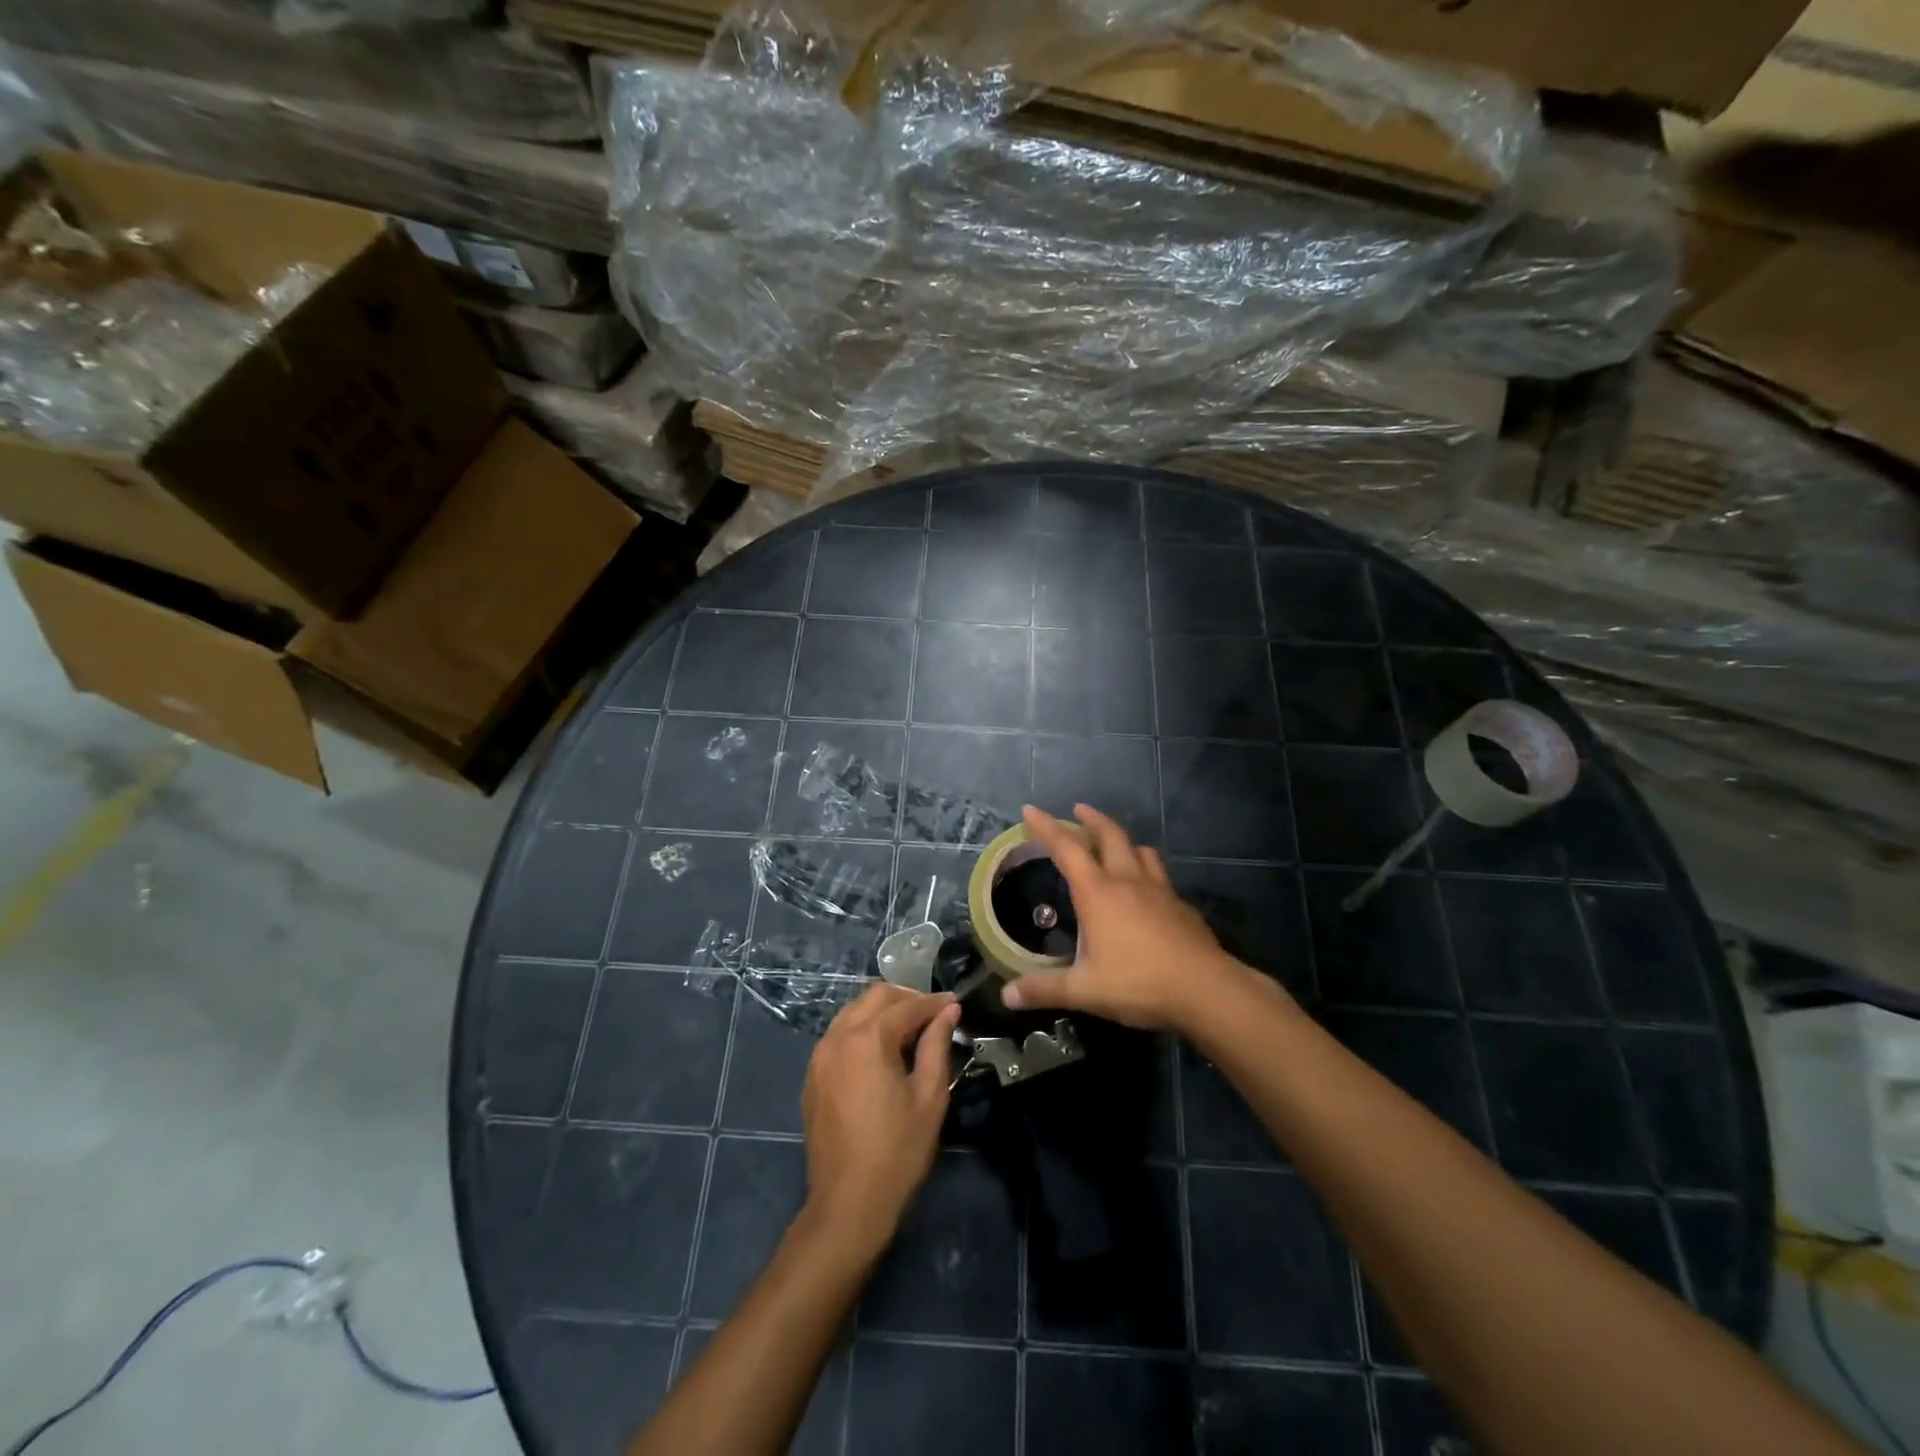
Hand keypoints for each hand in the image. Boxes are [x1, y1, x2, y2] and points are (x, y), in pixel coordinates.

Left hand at [800, 984, 960, 1252]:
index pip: (906, 1006)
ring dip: (882, 1011)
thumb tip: (948, 1011)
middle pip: (875, 996)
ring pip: (853, 1011)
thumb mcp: (929, 1096)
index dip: (934, 1003)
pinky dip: (862, 1029)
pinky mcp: (812, 1075)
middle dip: (906, 998)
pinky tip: (881, 1051)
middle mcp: (838, 1036)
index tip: (955, 1004)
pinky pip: (839, 1034)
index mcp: (868, 1039)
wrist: (848, 1203)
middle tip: (933, 1014)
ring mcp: (819, 1055)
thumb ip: (937, 1044)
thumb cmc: (897, 1150)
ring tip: (910, 1029)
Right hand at [1002, 804, 1266, 1033]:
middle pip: (1109, 836)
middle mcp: (1128, 881)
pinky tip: (1145, 889)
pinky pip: (1159, 875)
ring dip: (1123, 840)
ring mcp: (1159, 890)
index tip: (1030, 809)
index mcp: (1098, 893)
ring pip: (1140, 850)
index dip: (1046, 827)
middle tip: (1078, 809)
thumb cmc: (1139, 984)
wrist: (1207, 990)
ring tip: (1114, 843)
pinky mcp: (1181, 905)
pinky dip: (1145, 869)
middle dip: (1090, 819)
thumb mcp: (1085, 991)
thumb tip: (1007, 995)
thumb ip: (1044, 990)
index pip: (1066, 848)